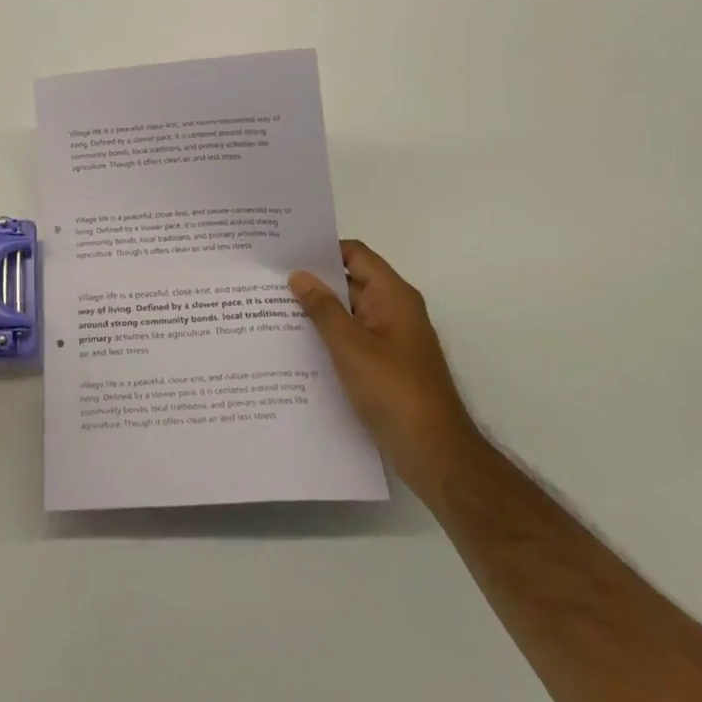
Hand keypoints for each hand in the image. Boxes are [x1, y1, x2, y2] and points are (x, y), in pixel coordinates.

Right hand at [290, 240, 479, 496]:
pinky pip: (352, 339)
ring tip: (272, 309)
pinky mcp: (385, 365)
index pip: (355, 255)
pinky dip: (328, 336)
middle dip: (314, 281)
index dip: (322, 249)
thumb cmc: (393, 390)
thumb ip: (323, 309)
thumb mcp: (350, 346)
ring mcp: (391, 339)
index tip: (285, 252)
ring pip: (348, 313)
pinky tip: (296, 346)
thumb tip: (299, 275)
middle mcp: (394, 310)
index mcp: (393, 296)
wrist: (434, 452)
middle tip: (268, 280)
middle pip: (351, 282)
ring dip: (318, 311)